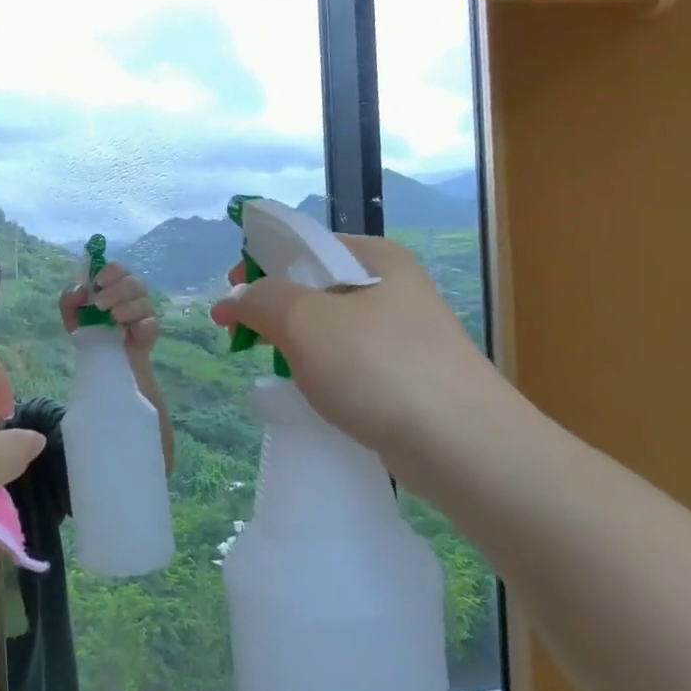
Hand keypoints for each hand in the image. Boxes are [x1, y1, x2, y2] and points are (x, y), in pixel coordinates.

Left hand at [60, 261, 160, 355]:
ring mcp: (144, 313)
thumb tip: (80, 289)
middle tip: (100, 304)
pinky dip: (141, 325)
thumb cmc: (90, 332)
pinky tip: (128, 331)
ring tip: (113, 318)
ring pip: (144, 302)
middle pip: (133, 282)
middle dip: (116, 291)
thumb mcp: (73, 317)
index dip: (109, 272)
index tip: (98, 283)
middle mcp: (132, 295)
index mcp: (114, 285)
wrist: (103, 362)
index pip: (117, 268)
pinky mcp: (150, 333)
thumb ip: (69, 300)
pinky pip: (152, 324)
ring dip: (127, 307)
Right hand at [211, 235, 503, 474]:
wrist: (461, 445)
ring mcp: (404, 334)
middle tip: (244, 339)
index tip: (229, 299)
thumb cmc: (378, 368)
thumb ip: (261, 299)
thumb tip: (235, 299)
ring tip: (278, 370)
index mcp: (376, 257)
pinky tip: (314, 396)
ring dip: (297, 345)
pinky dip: (324, 374)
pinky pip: (350, 364)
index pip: (303, 245)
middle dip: (274, 310)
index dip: (259, 266)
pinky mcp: (407, 376)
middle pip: (314, 287)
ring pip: (330, 330)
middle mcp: (394, 287)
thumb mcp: (305, 320)